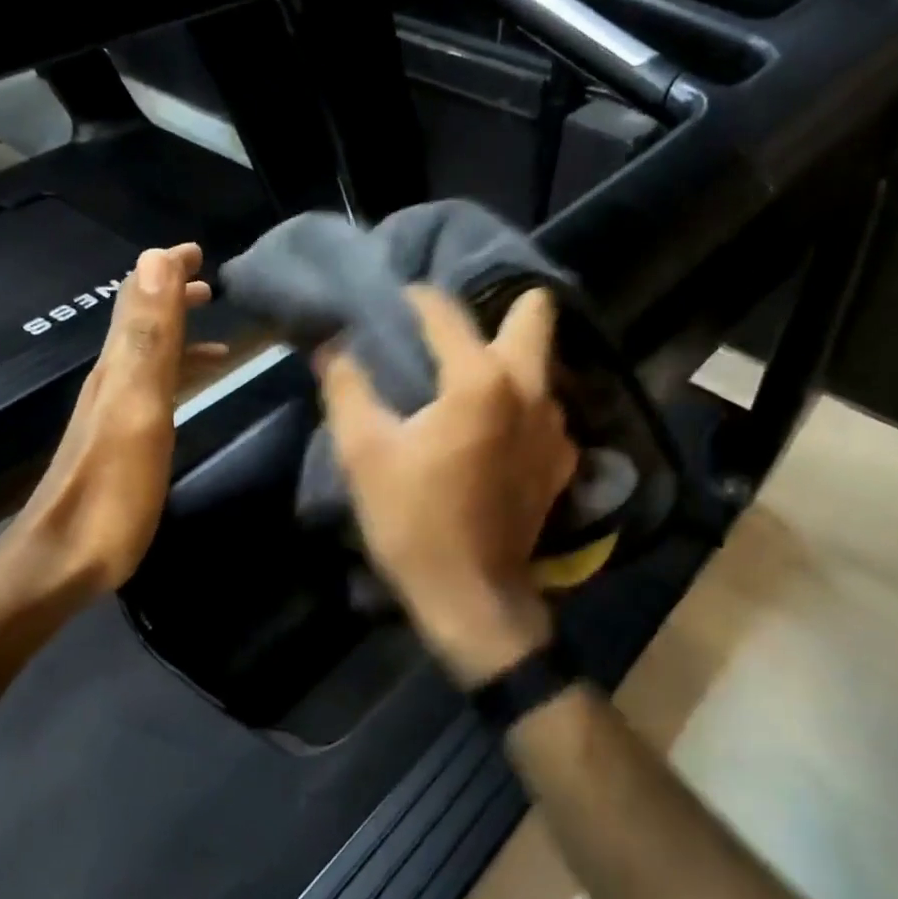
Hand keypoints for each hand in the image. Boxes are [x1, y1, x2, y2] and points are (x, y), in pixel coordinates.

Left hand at [0, 242, 216, 625]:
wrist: (63, 561)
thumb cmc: (111, 489)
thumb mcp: (136, 407)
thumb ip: (148, 336)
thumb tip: (154, 259)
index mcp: (119, 366)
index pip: (139, 298)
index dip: (166, 269)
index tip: (199, 250)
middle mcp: (113, 381)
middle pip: (141, 322)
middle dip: (171, 294)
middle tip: (209, 281)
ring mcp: (114, 413)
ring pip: (147, 354)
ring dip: (175, 331)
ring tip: (212, 325)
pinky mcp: (121, 442)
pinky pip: (153, 387)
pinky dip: (176, 371)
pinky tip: (190, 386)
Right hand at [320, 286, 577, 687]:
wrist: (473, 598)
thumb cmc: (414, 522)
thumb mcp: (364, 453)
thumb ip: (347, 387)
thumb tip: (333, 346)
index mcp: (480, 380)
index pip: (446, 313)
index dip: (416, 300)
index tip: (395, 302)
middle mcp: (531, 389)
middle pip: (535, 314)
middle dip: (499, 307)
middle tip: (456, 331)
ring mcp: (557, 426)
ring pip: (541, 364)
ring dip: (509, 358)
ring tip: (468, 378)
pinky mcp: (563, 460)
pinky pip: (544, 409)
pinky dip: (519, 404)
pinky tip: (491, 430)